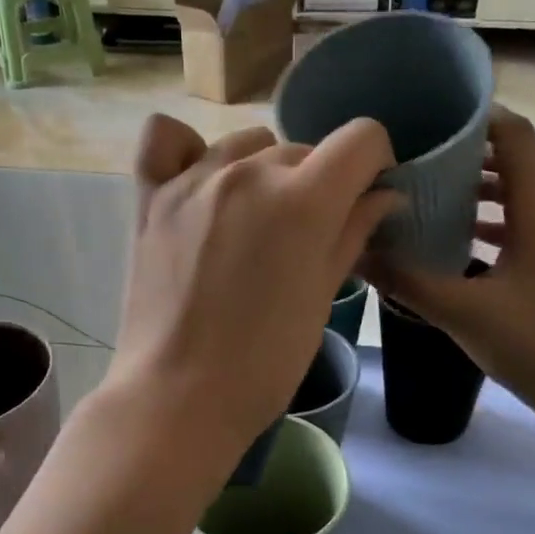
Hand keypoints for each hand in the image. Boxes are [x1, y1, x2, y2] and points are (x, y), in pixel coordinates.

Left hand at [104, 114, 398, 470]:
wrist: (178, 396)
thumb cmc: (264, 362)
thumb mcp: (322, 298)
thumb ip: (353, 233)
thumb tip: (384, 196)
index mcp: (302, 199)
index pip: (360, 138)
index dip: (373, 164)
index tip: (365, 197)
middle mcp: (247, 173)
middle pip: (302, 150)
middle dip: (318, 184)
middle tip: (305, 237)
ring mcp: (193, 180)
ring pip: (246, 145)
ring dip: (263, 172)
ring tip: (252, 222)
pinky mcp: (150, 196)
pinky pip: (165, 138)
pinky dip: (187, 149)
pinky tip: (199, 180)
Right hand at [365, 106, 534, 441]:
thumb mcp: (465, 312)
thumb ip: (408, 282)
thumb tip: (356, 255)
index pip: (514, 136)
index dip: (476, 118)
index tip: (429, 119)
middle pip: (512, 165)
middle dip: (463, 159)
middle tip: (413, 163)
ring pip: (514, 203)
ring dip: (474, 197)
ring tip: (424, 202)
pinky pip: (518, 235)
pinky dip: (485, 232)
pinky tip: (451, 251)